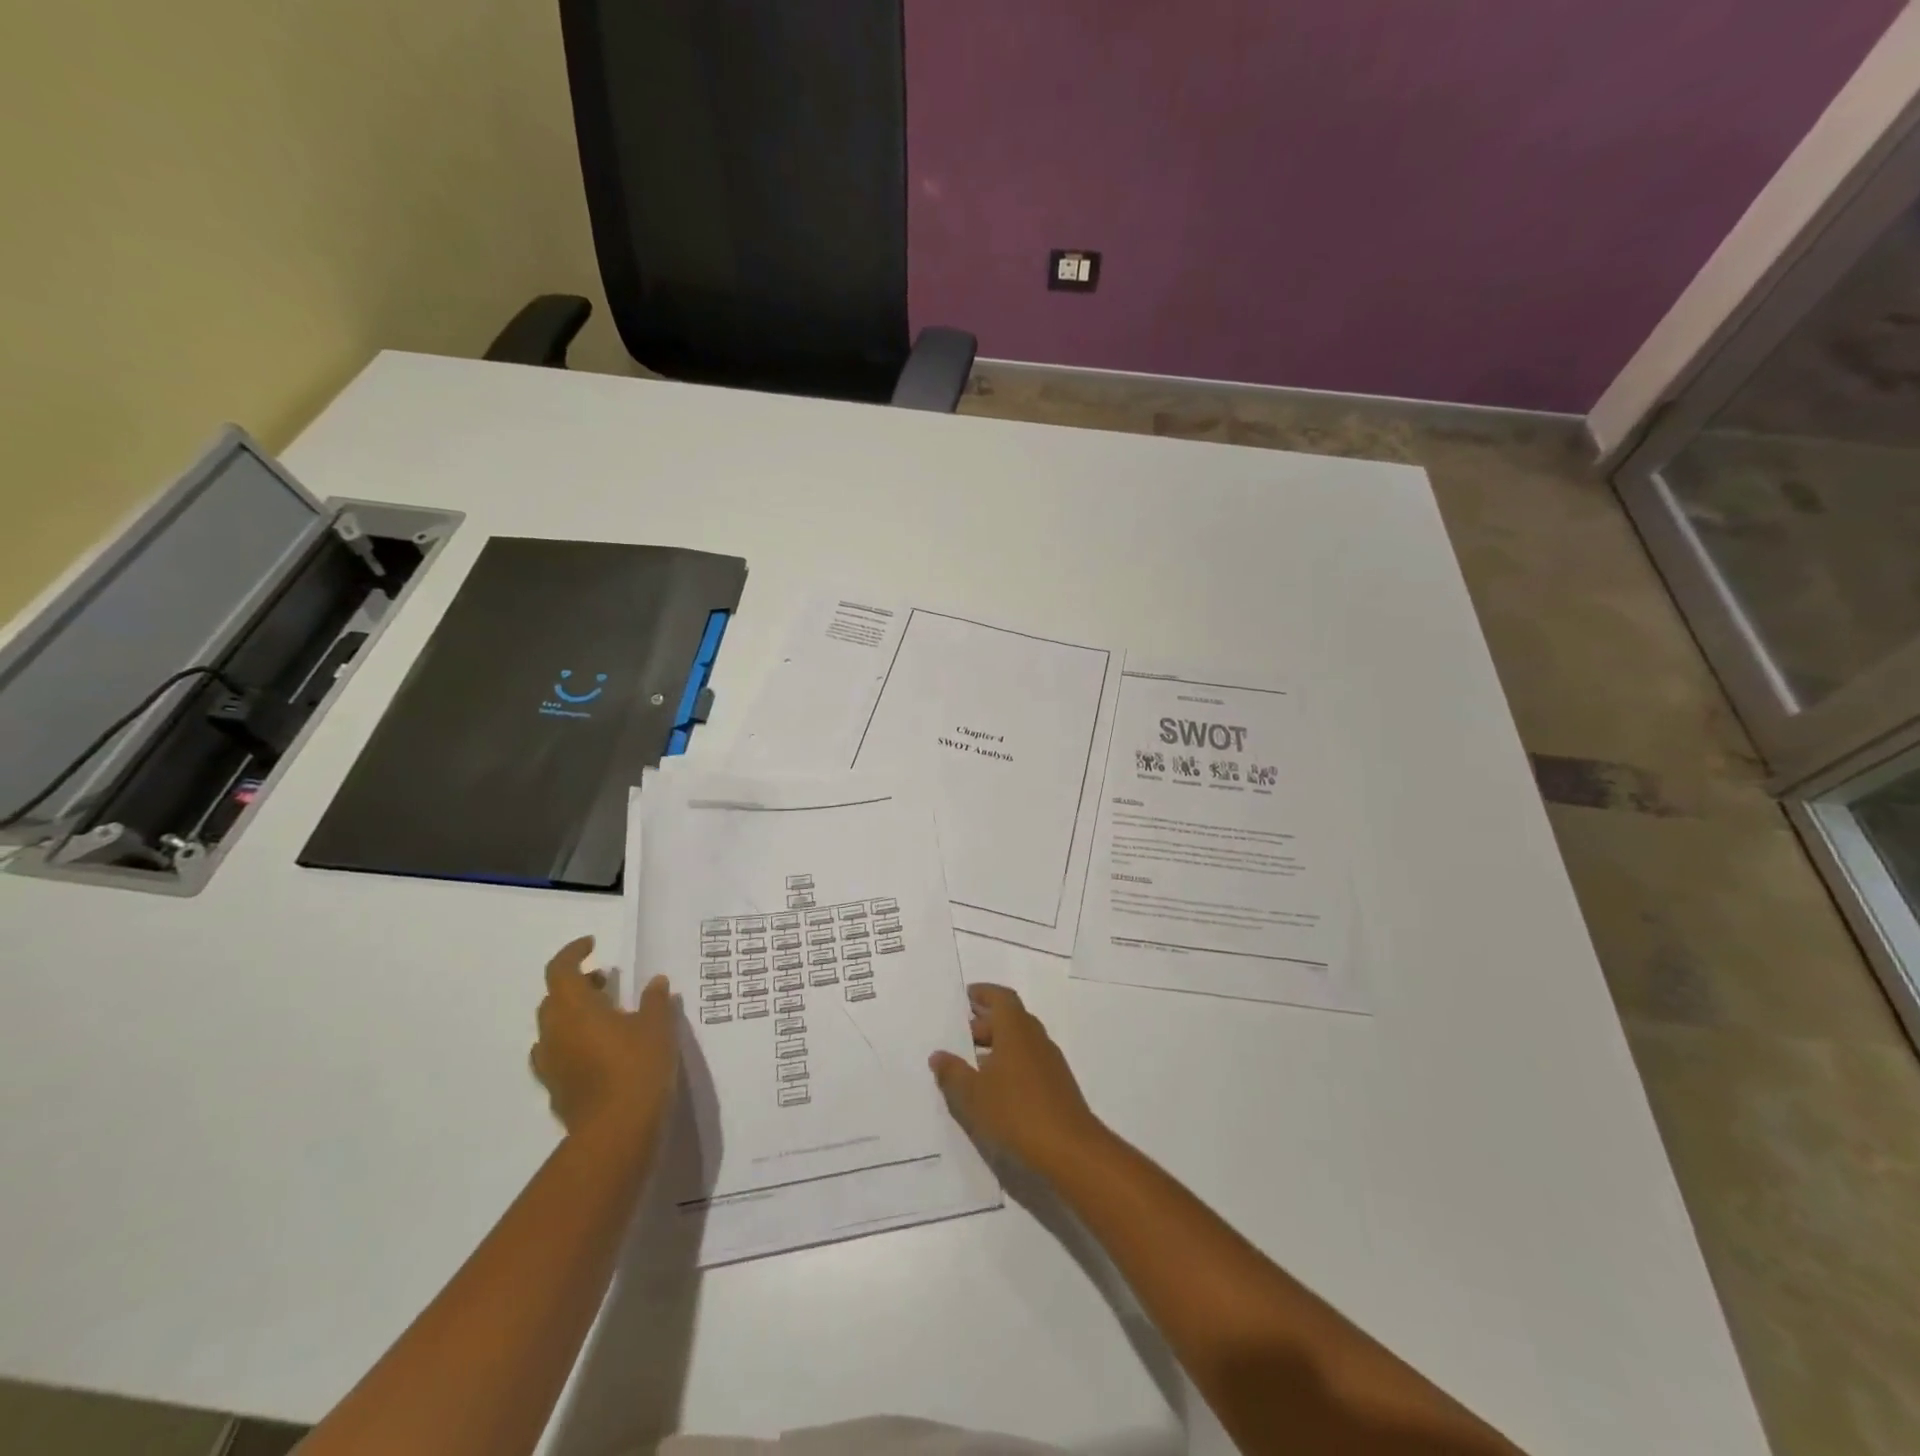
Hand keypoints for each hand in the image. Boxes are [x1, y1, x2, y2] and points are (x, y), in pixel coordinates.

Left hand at [531, 937, 676, 1159]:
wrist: (617, 1131)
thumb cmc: (638, 1066)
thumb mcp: (658, 1026)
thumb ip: (655, 1000)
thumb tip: (655, 982)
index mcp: (575, 1008)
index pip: (560, 969)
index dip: (574, 953)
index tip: (593, 945)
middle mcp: (554, 1032)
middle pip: (553, 998)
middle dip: (577, 985)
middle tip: (606, 981)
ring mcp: (551, 1064)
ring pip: (554, 1028)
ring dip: (574, 1015)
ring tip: (607, 1016)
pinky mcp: (556, 1090)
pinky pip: (558, 1055)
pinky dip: (574, 1044)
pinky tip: (600, 1051)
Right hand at [929, 984, 1106, 1175]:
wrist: (1070, 1150)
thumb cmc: (1016, 1113)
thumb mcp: (973, 1095)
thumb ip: (953, 1073)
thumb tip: (938, 1055)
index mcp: (1016, 1030)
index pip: (1002, 998)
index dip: (984, 993)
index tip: (967, 995)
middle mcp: (1035, 1039)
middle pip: (1011, 1019)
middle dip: (986, 1022)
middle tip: (961, 1033)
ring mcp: (1050, 1062)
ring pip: (1020, 1042)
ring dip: (998, 1045)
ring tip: (972, 1063)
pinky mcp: (1057, 1085)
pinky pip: (1029, 1062)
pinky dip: (1010, 1064)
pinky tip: (995, 1088)